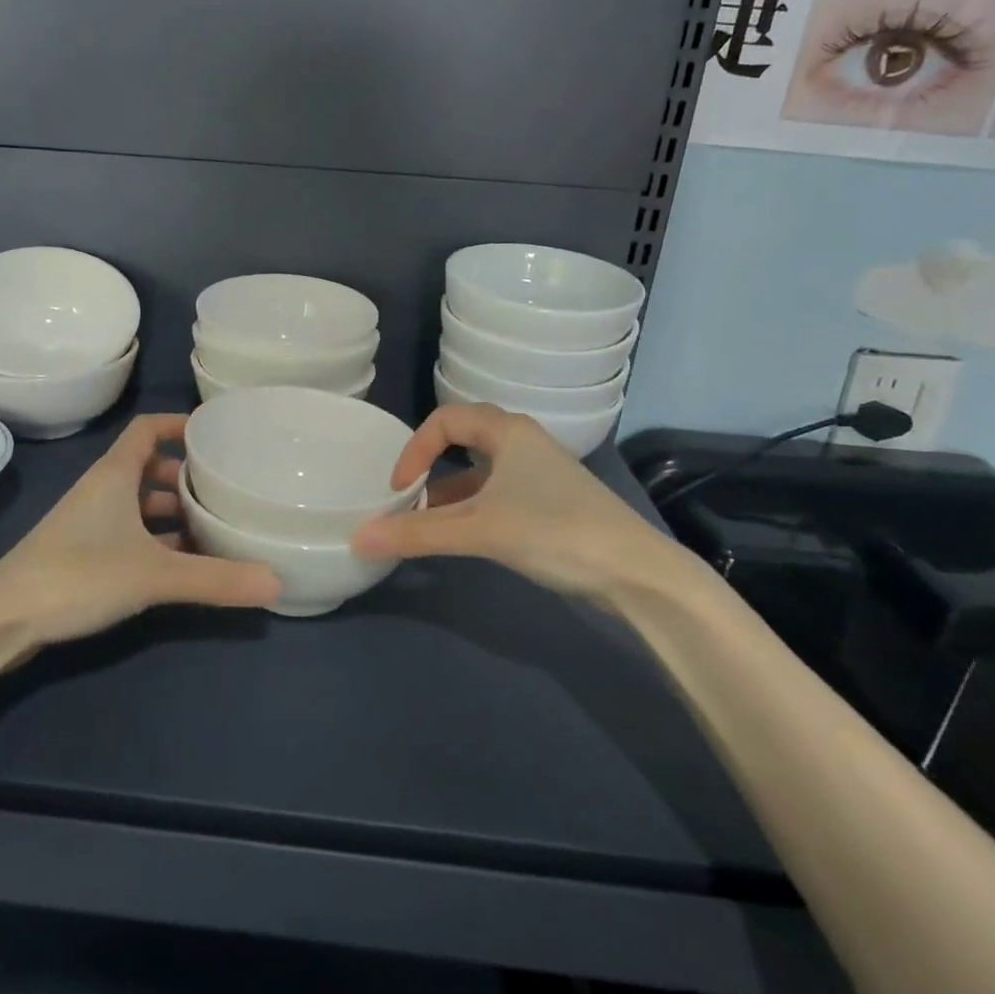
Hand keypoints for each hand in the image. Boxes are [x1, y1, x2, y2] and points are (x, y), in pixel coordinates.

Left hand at [0, 414, 280, 645]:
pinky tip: (183, 565)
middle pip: (149, 467)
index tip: (216, 437)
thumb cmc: (78, 575)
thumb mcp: (154, 575)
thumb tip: (276, 581)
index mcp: (115, 474)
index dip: (179, 425)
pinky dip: (157, 541)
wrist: (1, 619)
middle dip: (186, 476)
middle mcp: (102, 490)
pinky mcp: (82, 554)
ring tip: (214, 528)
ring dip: (173, 512)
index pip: (147, 428)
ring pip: (139, 504)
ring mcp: (90, 523)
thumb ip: (215, 579)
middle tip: (226, 490)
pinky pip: (130, 534)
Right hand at [349, 403, 705, 609]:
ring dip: (451, 492)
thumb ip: (417, 533)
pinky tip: (466, 537)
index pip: (444, 420)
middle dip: (431, 466)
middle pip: (464, 439)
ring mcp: (542, 473)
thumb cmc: (554, 532)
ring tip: (427, 524)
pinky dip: (474, 508)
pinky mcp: (553, 502)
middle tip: (409, 498)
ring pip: (482, 470)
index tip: (399, 488)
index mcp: (507, 431)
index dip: (414, 449)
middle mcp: (524, 442)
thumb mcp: (479, 530)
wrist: (637, 573)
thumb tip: (358, 537)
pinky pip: (499, 493)